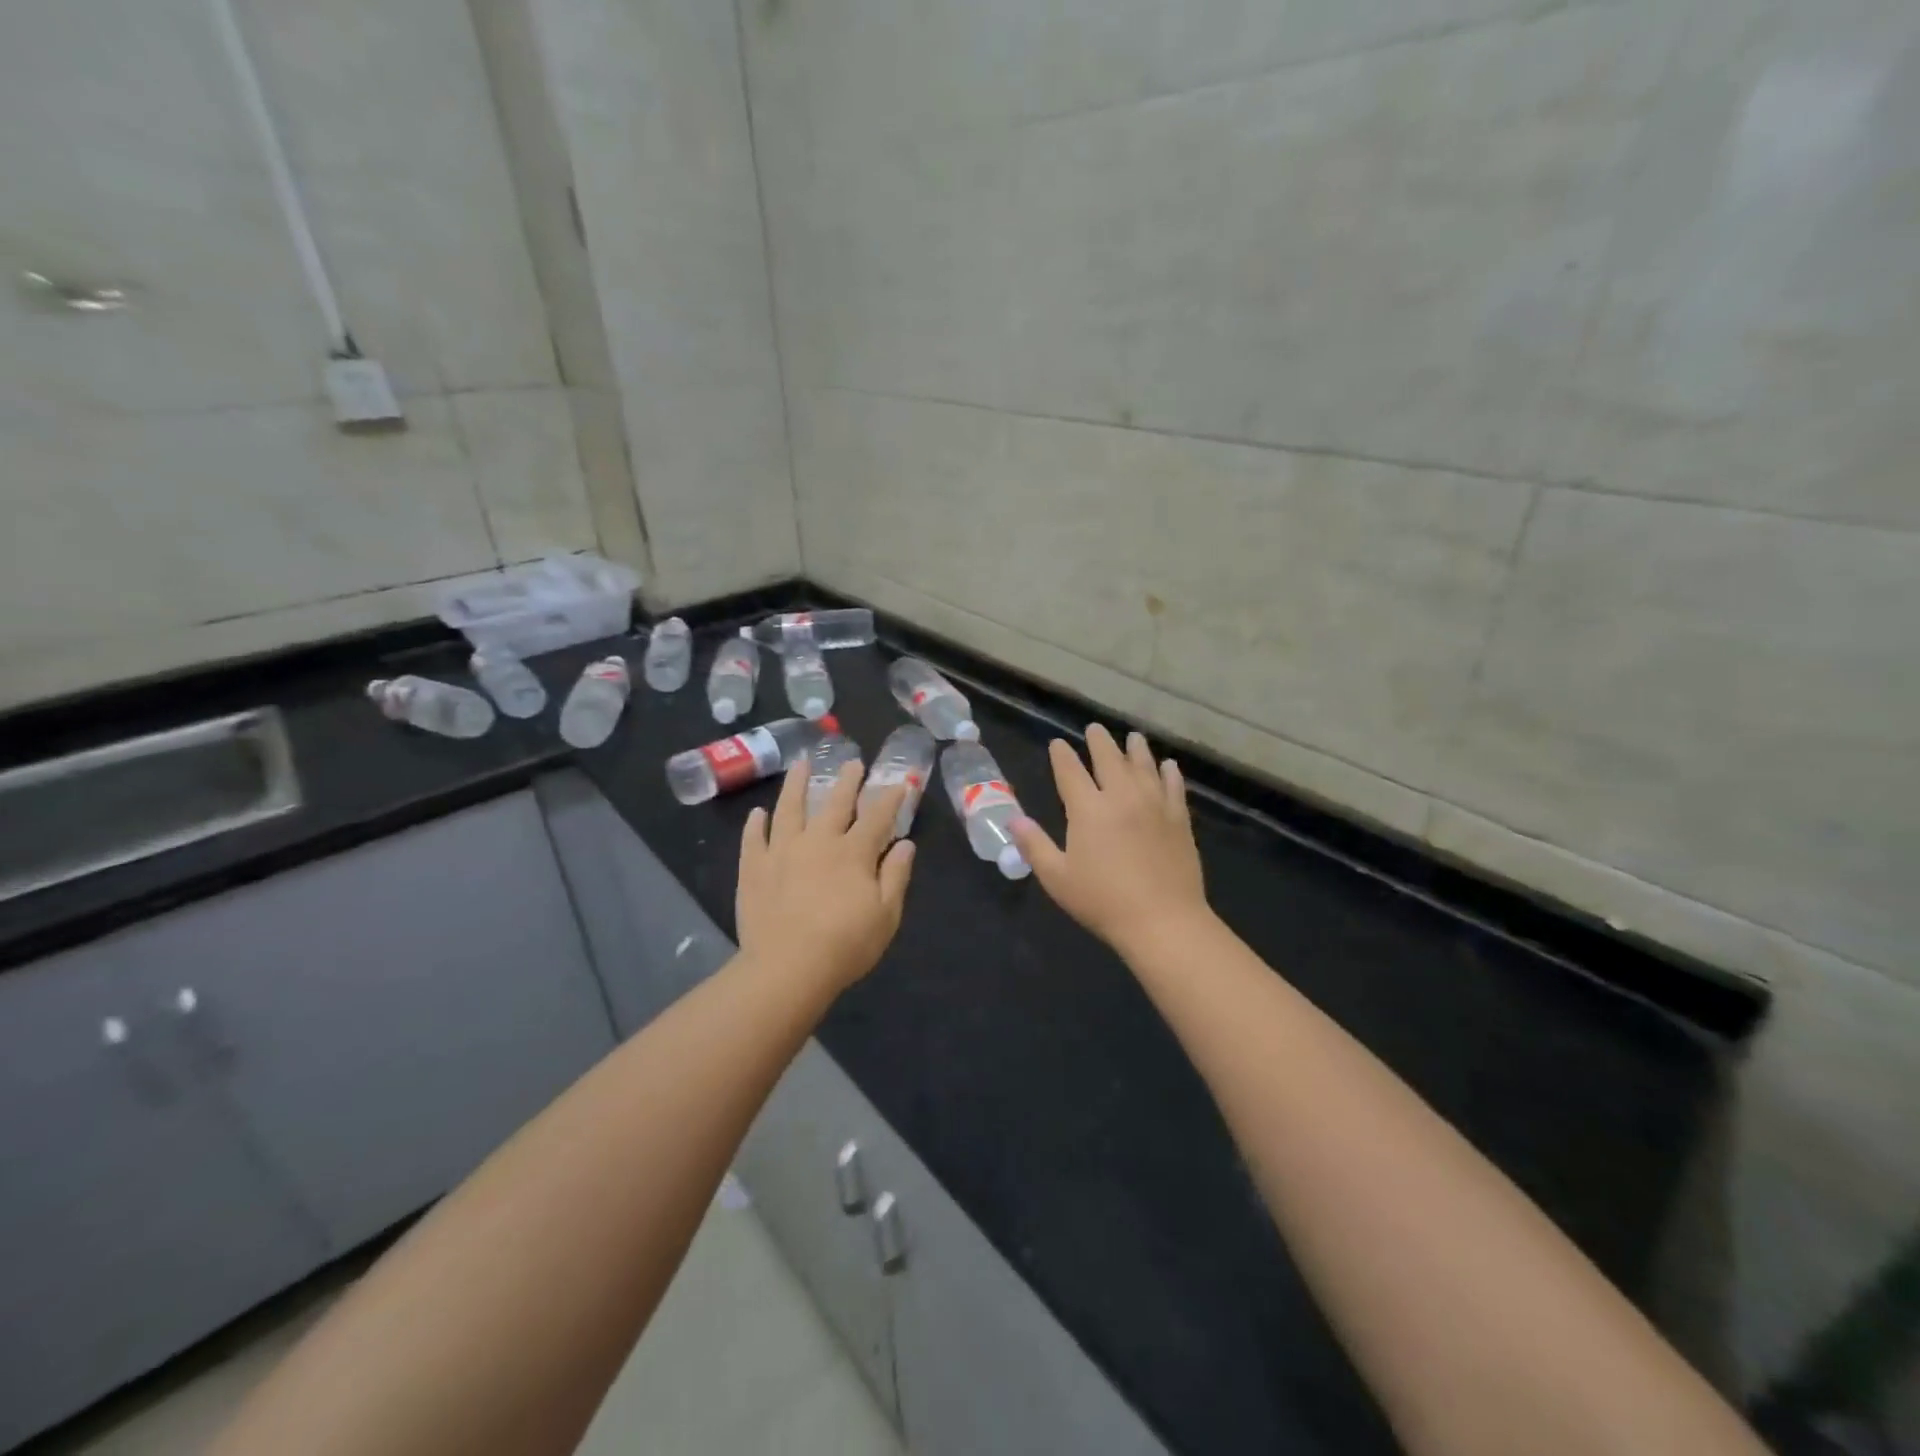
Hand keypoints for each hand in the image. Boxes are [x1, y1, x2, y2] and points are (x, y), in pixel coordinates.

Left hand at [737, 760, 914, 993]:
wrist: (787, 968)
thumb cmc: (845, 944)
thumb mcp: (886, 915)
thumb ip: (896, 875)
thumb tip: (905, 844)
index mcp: (854, 852)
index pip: (877, 816)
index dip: (890, 797)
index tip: (899, 782)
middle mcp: (818, 841)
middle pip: (835, 803)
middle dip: (847, 781)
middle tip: (852, 762)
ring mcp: (782, 851)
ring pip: (789, 809)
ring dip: (797, 785)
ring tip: (801, 765)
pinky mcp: (754, 868)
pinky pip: (754, 839)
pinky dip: (755, 824)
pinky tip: (757, 814)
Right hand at [1012, 724, 1210, 958]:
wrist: (1163, 920)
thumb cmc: (1103, 901)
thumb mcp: (1057, 878)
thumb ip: (1035, 845)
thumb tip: (1014, 820)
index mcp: (1088, 809)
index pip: (1070, 771)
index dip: (1061, 755)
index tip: (1057, 744)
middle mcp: (1121, 796)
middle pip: (1109, 758)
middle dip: (1099, 741)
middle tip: (1094, 729)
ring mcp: (1154, 804)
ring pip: (1144, 765)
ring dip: (1135, 749)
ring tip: (1133, 737)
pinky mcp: (1179, 818)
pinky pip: (1173, 786)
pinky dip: (1169, 772)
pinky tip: (1168, 765)